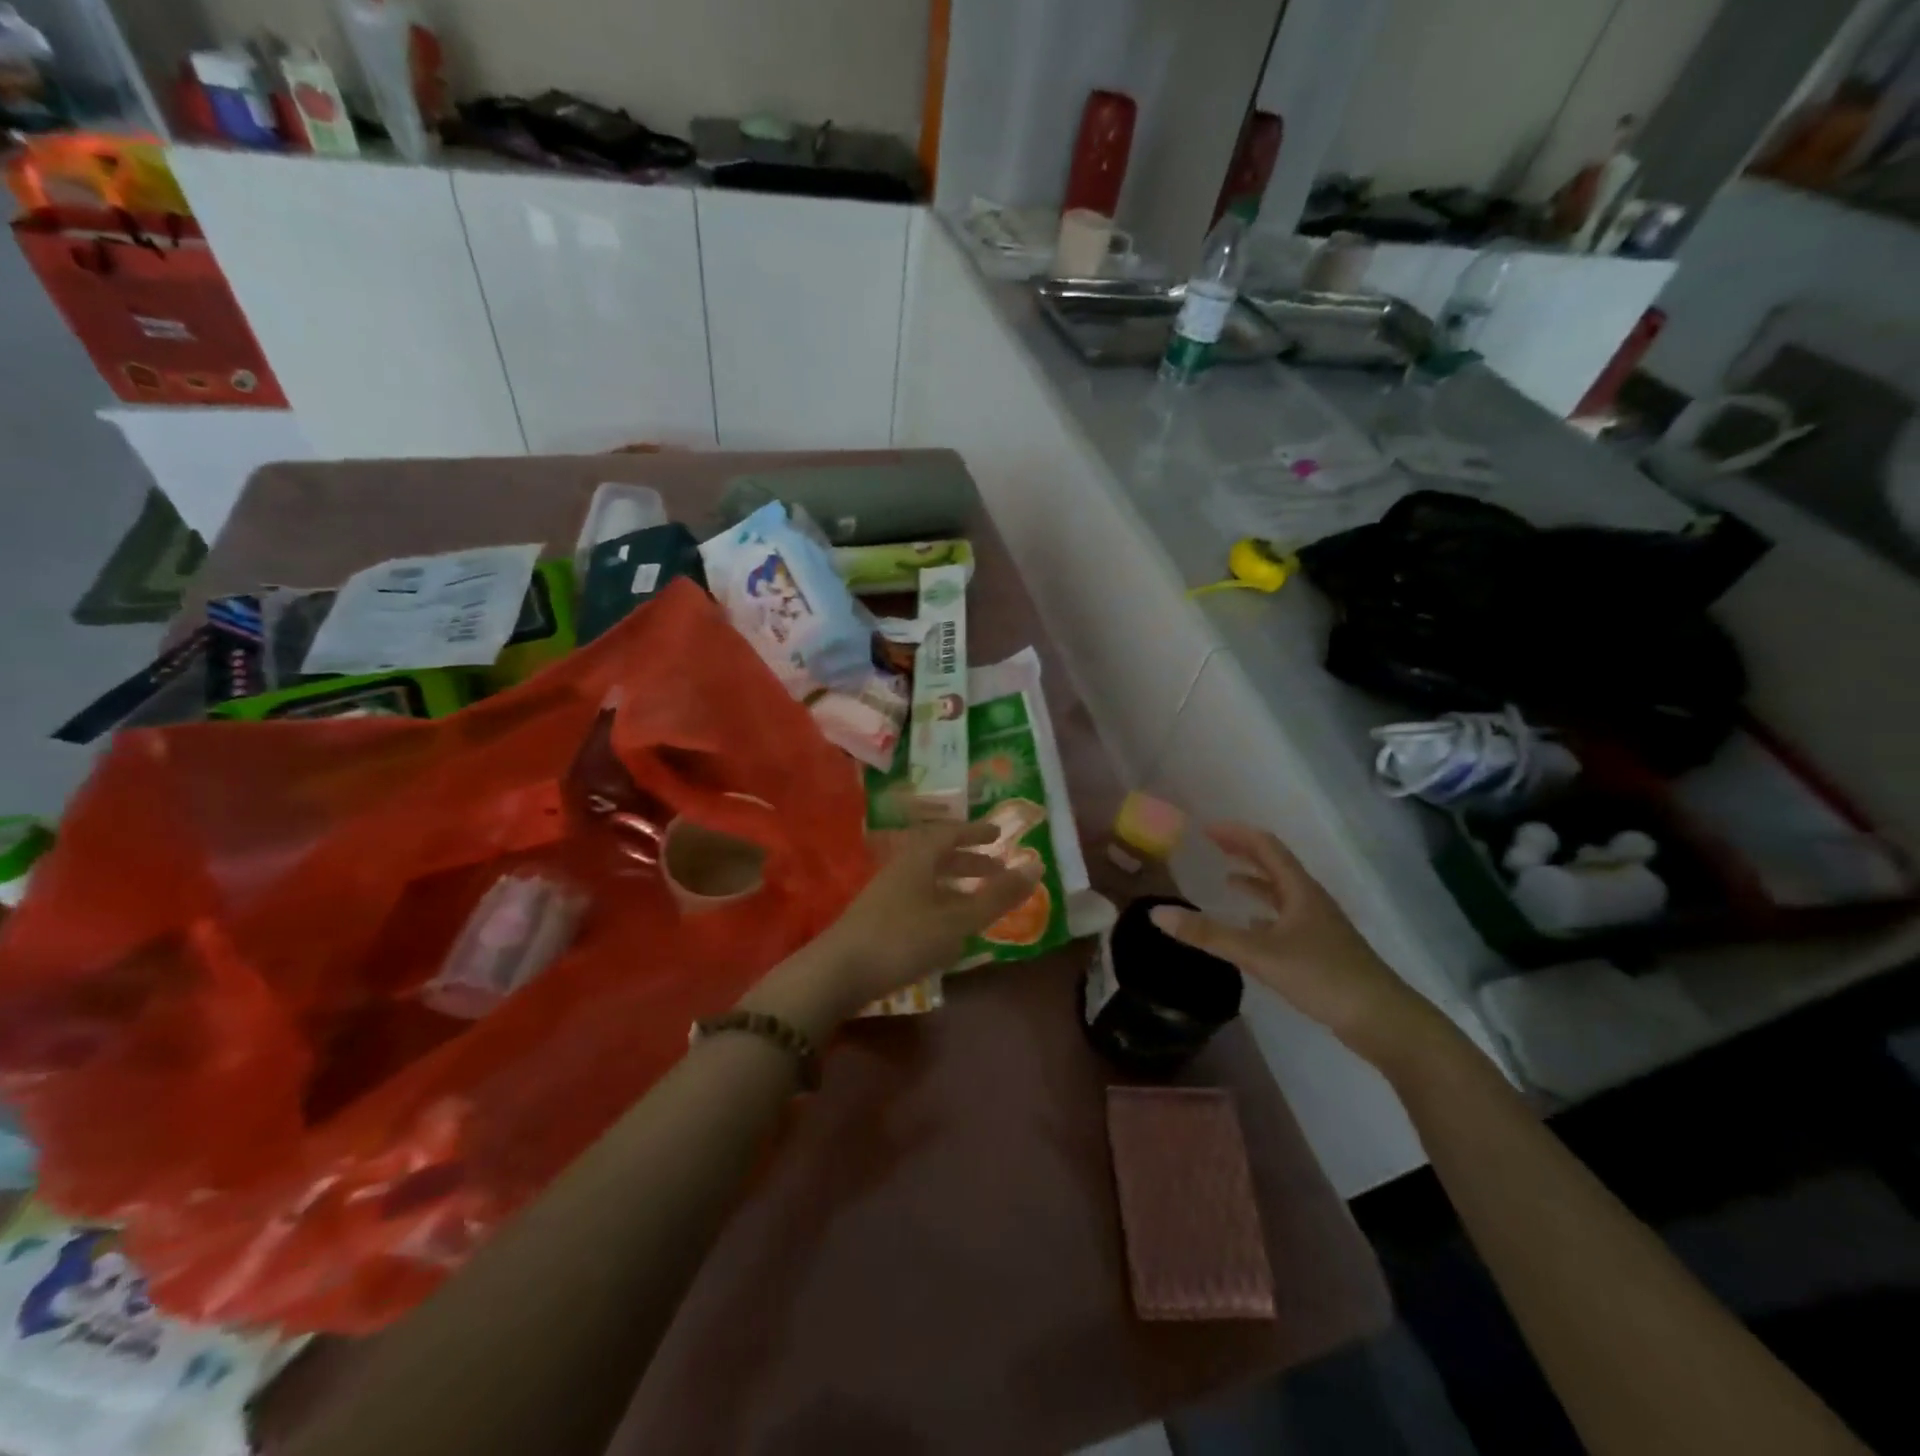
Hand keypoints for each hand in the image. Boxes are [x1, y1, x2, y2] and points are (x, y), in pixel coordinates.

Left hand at [742, 822, 1041, 1035]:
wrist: (838, 972)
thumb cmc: (902, 939)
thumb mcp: (957, 920)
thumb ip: (996, 897)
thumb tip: (1035, 867)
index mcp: (918, 858)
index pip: (950, 833)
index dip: (976, 832)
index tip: (998, 836)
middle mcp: (900, 868)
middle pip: (938, 856)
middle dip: (969, 861)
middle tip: (996, 871)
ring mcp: (885, 894)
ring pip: (926, 880)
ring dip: (954, 885)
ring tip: (977, 902)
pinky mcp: (876, 919)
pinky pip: (917, 900)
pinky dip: (939, 904)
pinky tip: (947, 930)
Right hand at [1149, 823, 1444, 1065]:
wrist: (1384, 1021)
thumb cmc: (1323, 976)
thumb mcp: (1259, 954)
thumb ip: (1208, 934)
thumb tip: (1157, 914)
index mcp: (1300, 891)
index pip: (1266, 847)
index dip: (1237, 834)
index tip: (1207, 829)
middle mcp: (1310, 901)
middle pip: (1276, 866)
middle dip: (1244, 853)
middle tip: (1213, 847)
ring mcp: (1319, 927)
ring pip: (1282, 894)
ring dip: (1255, 884)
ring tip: (1228, 881)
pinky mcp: (1322, 952)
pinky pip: (1287, 921)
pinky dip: (1265, 915)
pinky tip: (1252, 928)